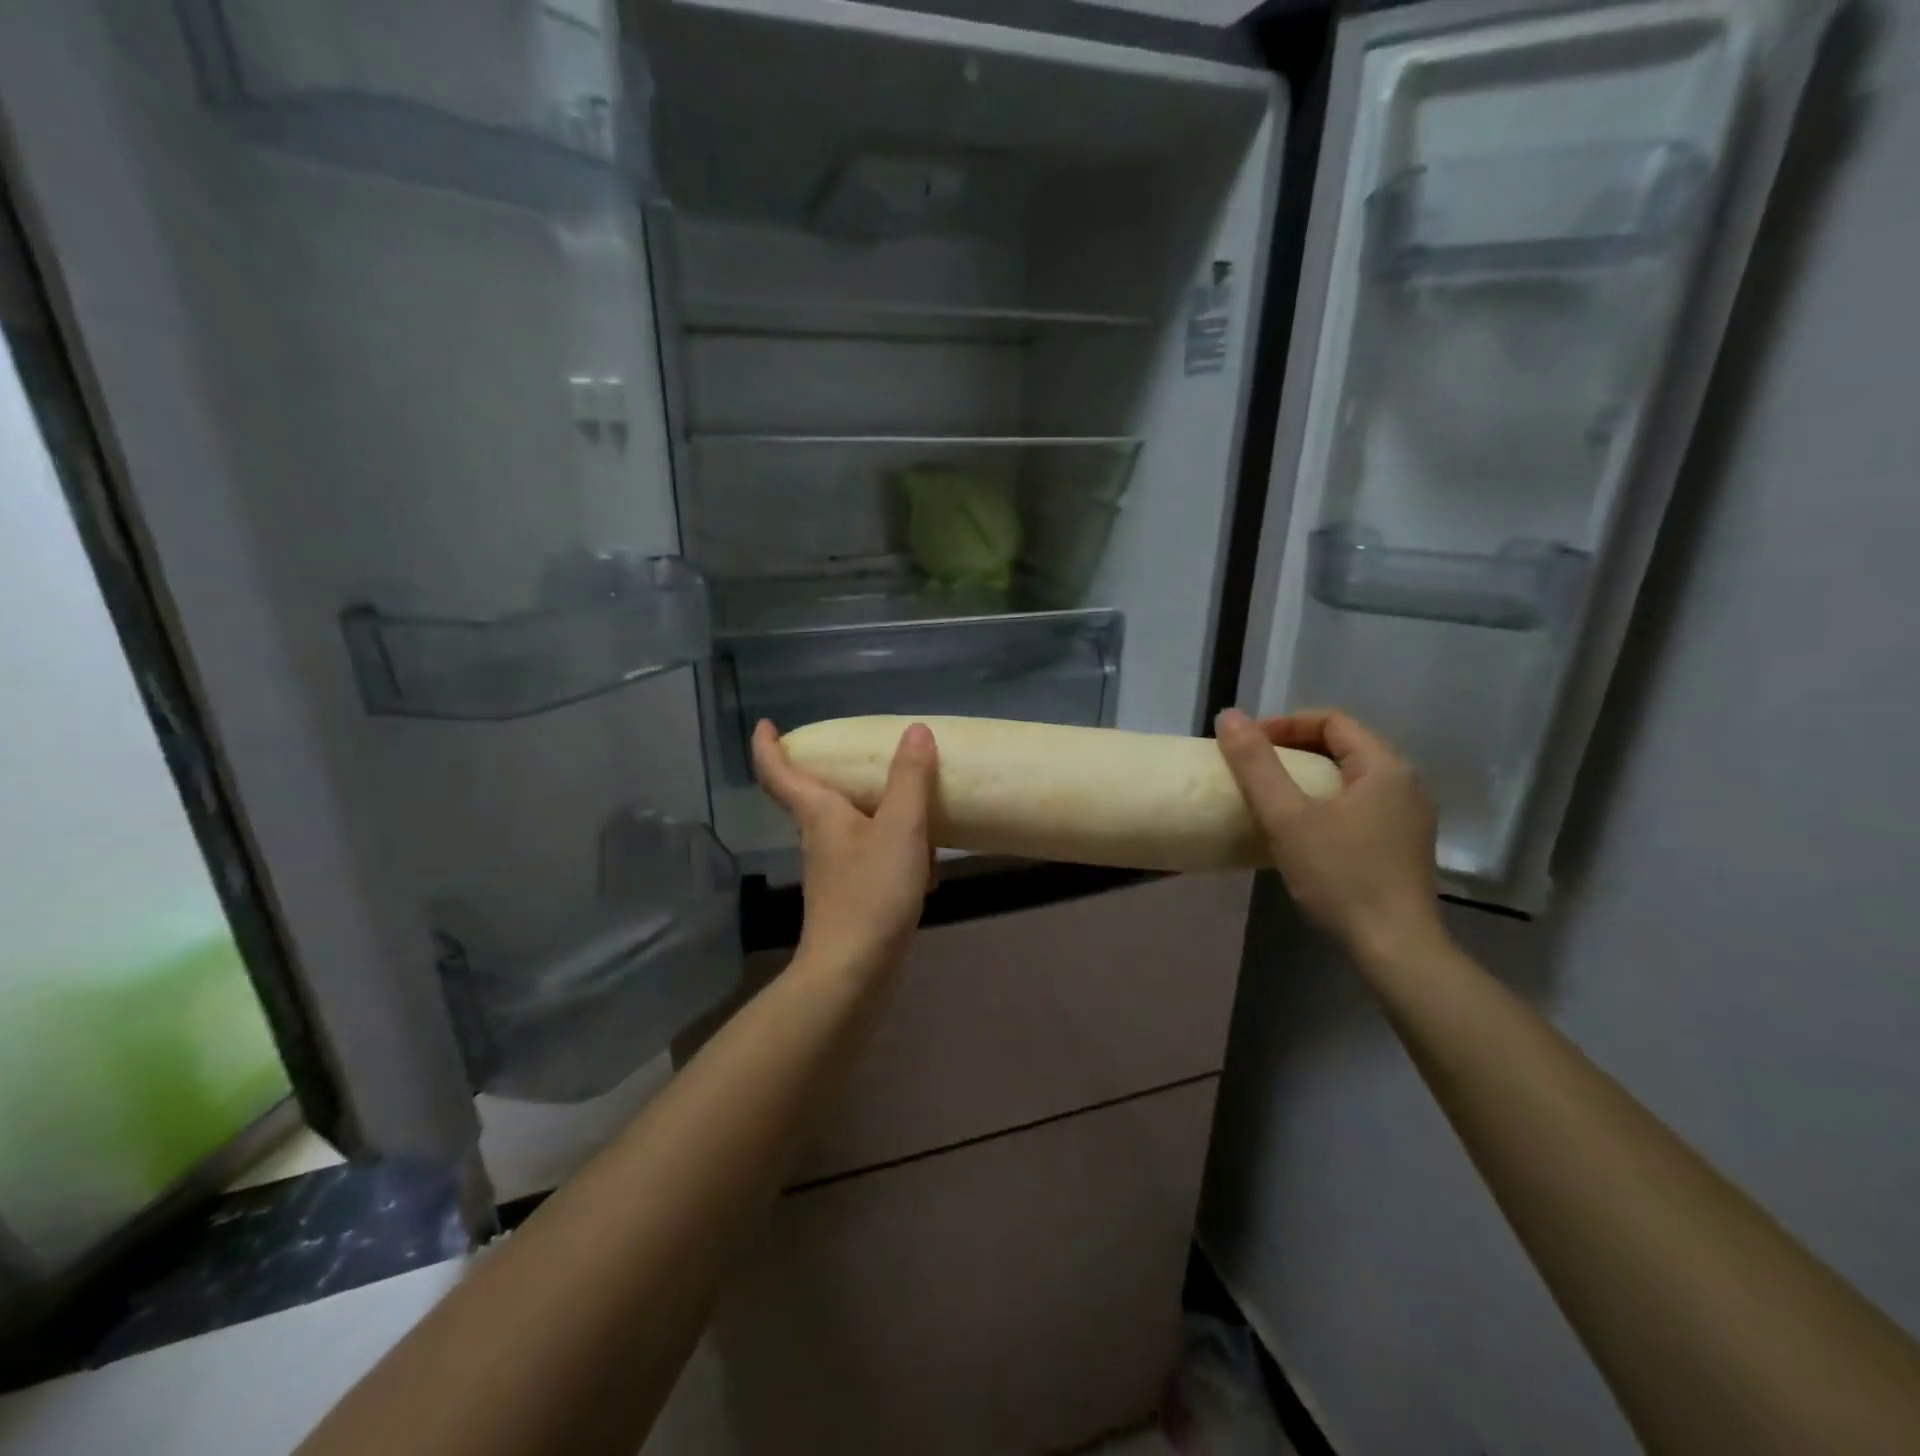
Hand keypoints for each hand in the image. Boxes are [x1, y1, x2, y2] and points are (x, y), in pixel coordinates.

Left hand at [752, 719, 937, 979]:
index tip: (766, 724)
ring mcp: (831, 869)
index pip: (777, 771)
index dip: (767, 745)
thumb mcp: (900, 828)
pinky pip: (868, 855)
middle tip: (859, 753)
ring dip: (873, 812)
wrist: (854, 970)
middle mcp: (817, 837)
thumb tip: (915, 731)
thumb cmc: (871, 892)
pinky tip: (924, 863)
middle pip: (813, 796)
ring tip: (911, 803)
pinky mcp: (849, 895)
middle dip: (831, 773)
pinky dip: (891, 848)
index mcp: (818, 813)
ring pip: (847, 826)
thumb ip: (910, 779)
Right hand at [1215, 708, 1445, 962]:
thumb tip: (1229, 715)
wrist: (1395, 947)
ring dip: (1309, 775)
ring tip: (1273, 794)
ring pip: (1352, 776)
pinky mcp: (1404, 844)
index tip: (1247, 744)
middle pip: (1344, 745)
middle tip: (1254, 766)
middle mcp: (1406, 783)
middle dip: (1294, 747)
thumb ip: (1256, 765)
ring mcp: (1410, 815)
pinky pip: (1360, 802)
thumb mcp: (1287, 817)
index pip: (1331, 720)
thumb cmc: (1340, 875)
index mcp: (1385, 766)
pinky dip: (1327, 800)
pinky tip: (1304, 827)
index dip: (1284, 724)